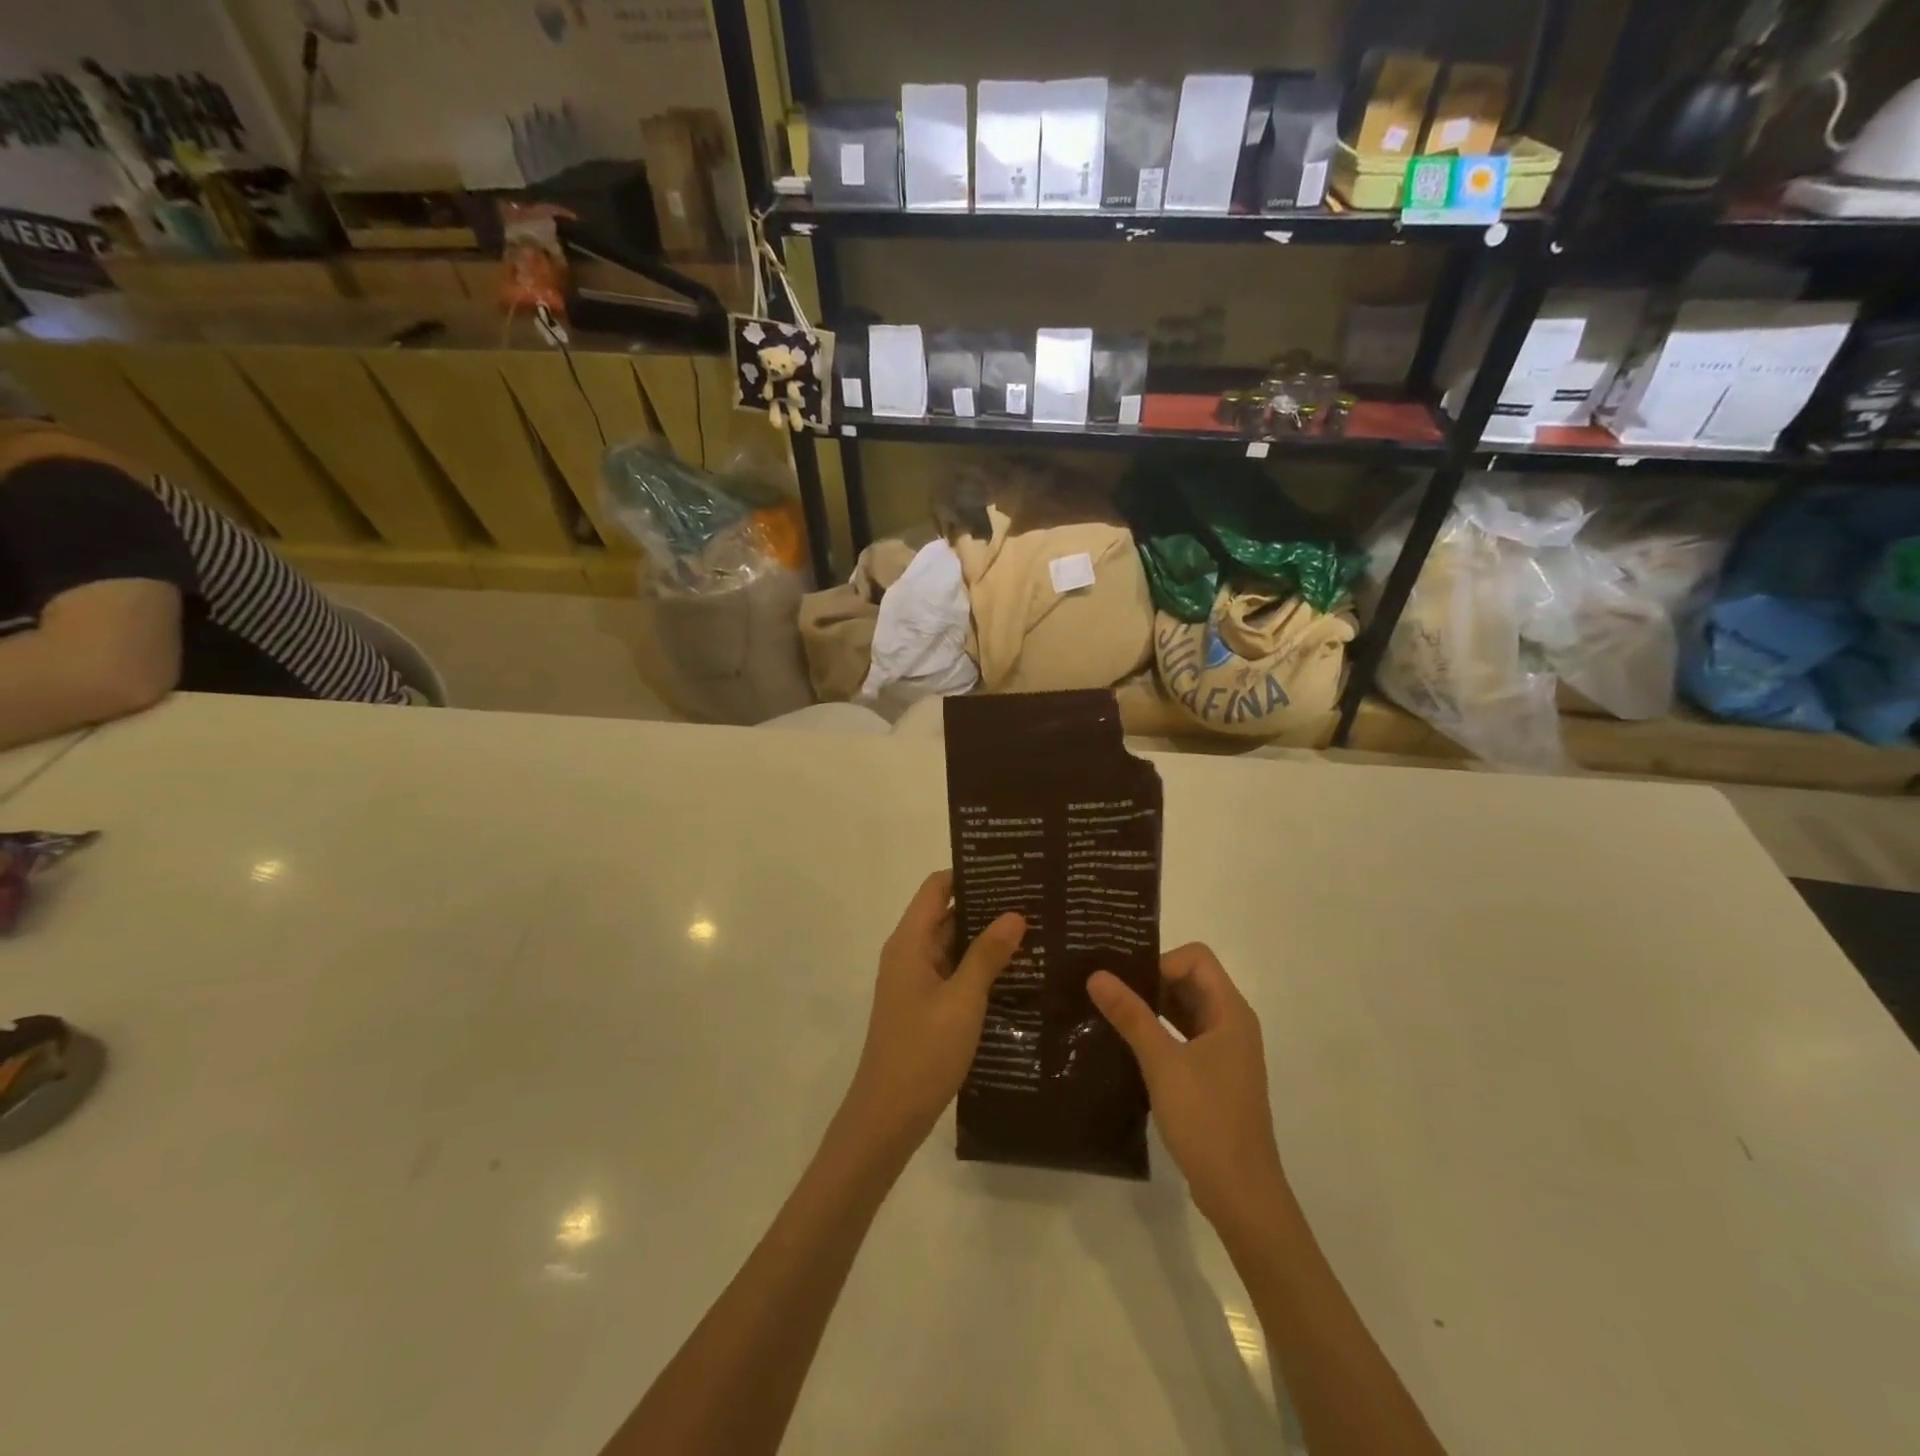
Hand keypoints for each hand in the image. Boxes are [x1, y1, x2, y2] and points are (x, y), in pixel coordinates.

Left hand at [839, 871, 1024, 1160]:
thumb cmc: (923, 1051)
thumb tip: (1015, 914)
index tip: (1009, 867)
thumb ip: (987, 955)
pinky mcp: (925, 1005)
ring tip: (1034, 928)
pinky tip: (1015, 970)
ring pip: (952, 944)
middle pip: (946, 913)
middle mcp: (909, 953)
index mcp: (909, 942)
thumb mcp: (962, 1000)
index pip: (937, 888)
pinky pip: (953, 971)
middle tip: (1034, 898)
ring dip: (985, 937)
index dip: (968, 873)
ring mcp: (916, 981)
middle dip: (986, 904)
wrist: (889, 1116)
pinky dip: (979, 965)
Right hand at [1088, 944, 1285, 1228]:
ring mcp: (1223, 1052)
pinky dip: (1157, 1033)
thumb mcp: (1162, 1063)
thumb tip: (1096, 974)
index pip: (1196, 959)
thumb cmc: (1207, 1120)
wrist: (1241, 1194)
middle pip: (1189, 981)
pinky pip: (1182, 1037)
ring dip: (1151, 1008)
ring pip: (1183, 1010)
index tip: (1127, 982)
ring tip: (1108, 1012)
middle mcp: (1231, 1024)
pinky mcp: (1213, 1076)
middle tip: (1105, 989)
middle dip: (1149, 981)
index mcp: (1230, 1012)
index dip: (1161, 961)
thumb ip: (1131, 1015)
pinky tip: (1125, 1045)